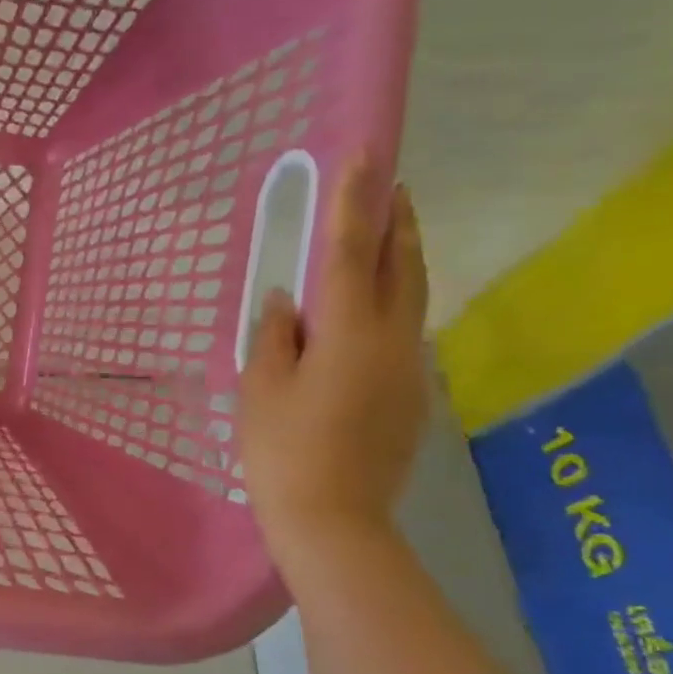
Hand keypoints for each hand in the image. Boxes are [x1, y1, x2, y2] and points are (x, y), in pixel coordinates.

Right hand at [239, 161, 428, 559]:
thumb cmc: (282, 450)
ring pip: (412, 298)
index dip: (355, 201)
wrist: (332, 520)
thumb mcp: (261, 388)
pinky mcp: (411, 395)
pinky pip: (402, 332)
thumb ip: (275, 336)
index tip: (363, 154)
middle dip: (397, 220)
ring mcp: (409, 369)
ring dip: (400, 259)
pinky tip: (365, 312)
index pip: (353, 251)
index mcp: (349, 333)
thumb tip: (286, 301)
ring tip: (382, 234)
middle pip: (404, 266)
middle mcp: (393, 340)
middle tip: (389, 182)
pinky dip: (390, 303)